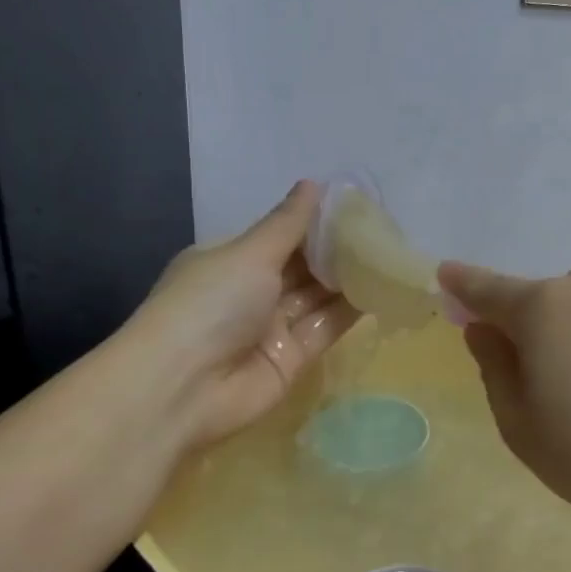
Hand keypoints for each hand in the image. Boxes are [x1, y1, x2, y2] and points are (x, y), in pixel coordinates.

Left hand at [135, 182, 357, 449]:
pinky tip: (380, 289)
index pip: (278, 237)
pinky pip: (324, 329)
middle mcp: (249, 293)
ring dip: (347, 279)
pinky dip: (349, 311)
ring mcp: (270, 329)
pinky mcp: (292, 360)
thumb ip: (287, 224)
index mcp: (228, 261)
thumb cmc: (209, 304)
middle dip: (335, 250)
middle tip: (381, 229)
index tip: (354, 206)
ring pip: (316, 298)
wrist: (183, 388)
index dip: (314, 222)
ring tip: (388, 254)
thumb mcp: (248, 254)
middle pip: (300, 267)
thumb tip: (314, 183)